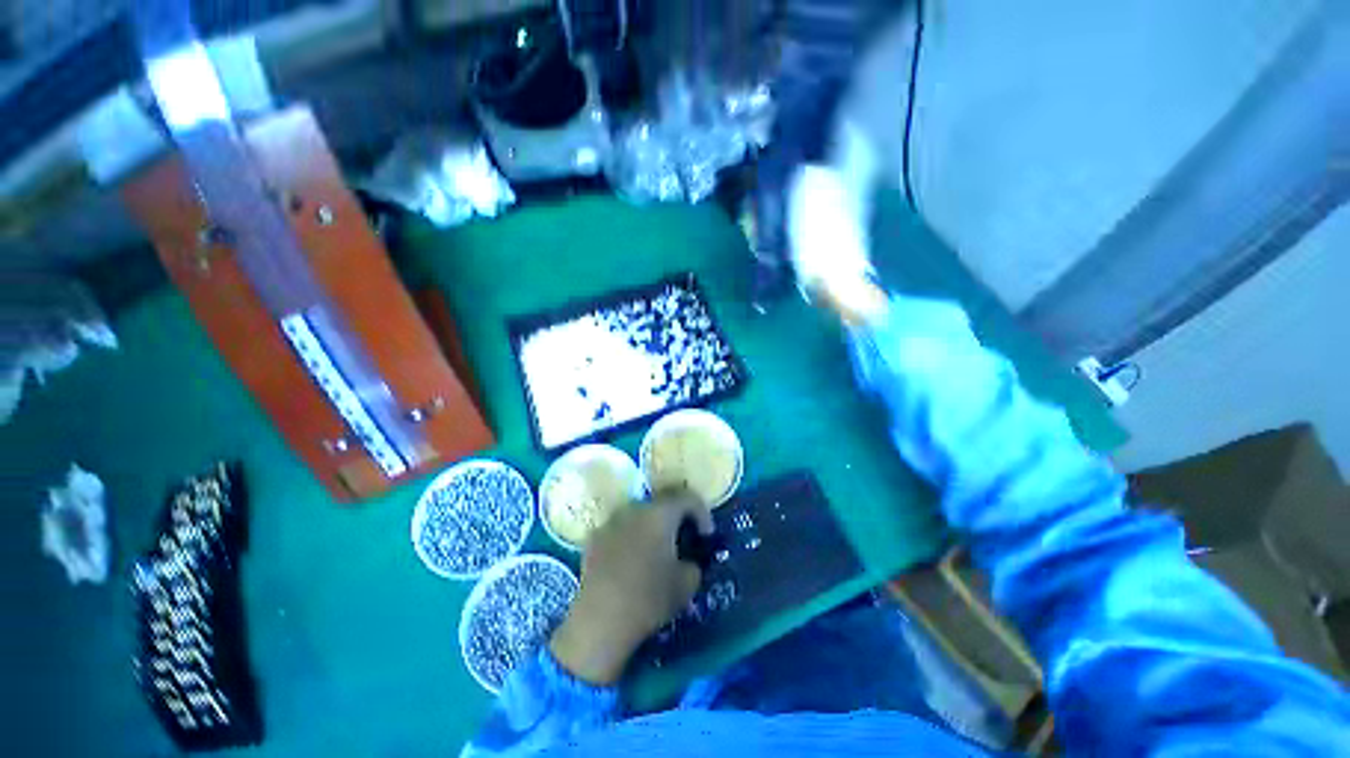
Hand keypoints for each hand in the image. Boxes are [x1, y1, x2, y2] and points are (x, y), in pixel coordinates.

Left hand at [549, 494, 713, 684]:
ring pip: (639, 516)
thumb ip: (693, 565)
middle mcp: (635, 509)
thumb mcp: (687, 584)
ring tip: (655, 551)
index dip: (702, 513)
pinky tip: (630, 563)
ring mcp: (611, 521)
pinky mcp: (594, 538)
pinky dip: (630, 540)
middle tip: (683, 539)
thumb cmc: (650, 597)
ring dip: (651, 527)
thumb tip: (688, 562)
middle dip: (676, 518)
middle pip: (662, 503)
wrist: (600, 620)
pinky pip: (619, 531)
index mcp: (661, 513)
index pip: (688, 498)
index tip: (707, 535)